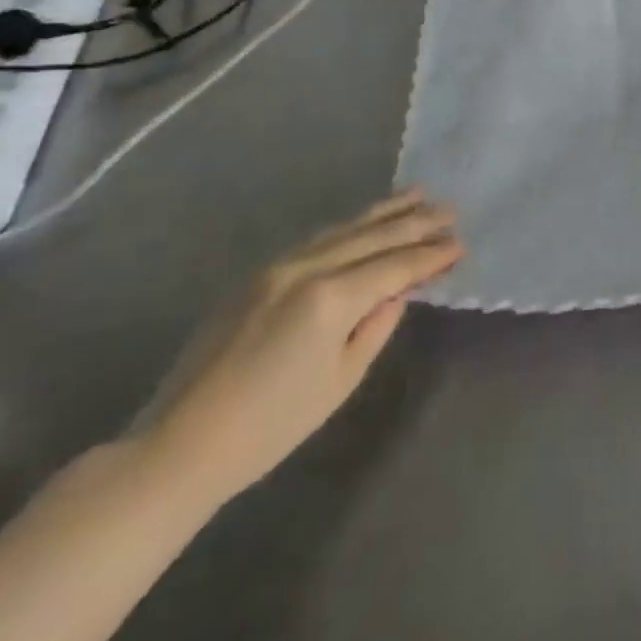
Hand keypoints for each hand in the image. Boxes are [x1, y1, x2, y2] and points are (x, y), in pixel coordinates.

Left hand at [136, 190, 461, 506]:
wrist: (180, 444)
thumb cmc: (272, 426)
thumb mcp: (341, 380)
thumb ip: (377, 325)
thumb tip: (399, 292)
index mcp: (331, 299)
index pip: (395, 267)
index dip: (431, 256)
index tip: (460, 244)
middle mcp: (307, 269)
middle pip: (373, 237)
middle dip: (415, 223)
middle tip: (450, 210)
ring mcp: (278, 267)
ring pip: (344, 229)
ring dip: (384, 213)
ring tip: (417, 195)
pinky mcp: (258, 274)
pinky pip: (317, 239)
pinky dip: (349, 226)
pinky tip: (366, 221)